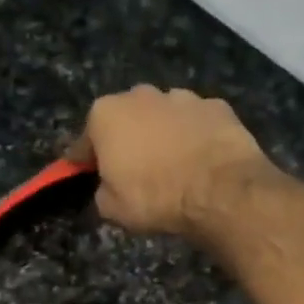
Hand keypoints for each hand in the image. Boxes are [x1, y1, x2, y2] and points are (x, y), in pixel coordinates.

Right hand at [67, 86, 274, 236]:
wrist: (219, 190)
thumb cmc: (154, 198)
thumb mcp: (112, 209)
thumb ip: (102, 191)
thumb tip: (108, 187)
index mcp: (106, 114)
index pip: (84, 141)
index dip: (85, 162)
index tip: (88, 176)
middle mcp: (140, 94)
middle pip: (125, 120)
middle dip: (126, 140)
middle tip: (134, 171)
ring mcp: (182, 96)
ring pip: (163, 116)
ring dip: (162, 135)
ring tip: (172, 165)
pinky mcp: (216, 106)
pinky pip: (196, 123)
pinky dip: (195, 136)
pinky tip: (200, 160)